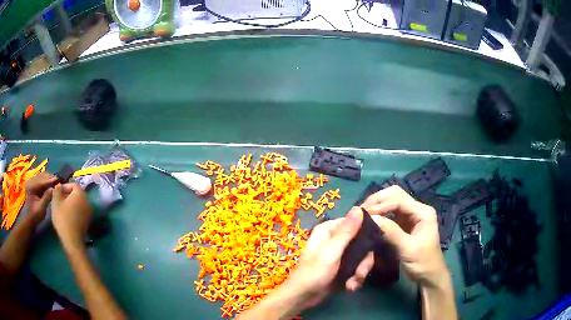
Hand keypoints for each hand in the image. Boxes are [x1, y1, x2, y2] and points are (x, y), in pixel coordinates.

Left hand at [24, 172, 57, 223]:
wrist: (31, 218)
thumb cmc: (36, 215)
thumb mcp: (41, 208)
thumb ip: (47, 197)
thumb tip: (54, 189)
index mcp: (31, 186)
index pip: (41, 181)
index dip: (50, 180)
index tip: (58, 180)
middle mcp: (31, 180)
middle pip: (42, 176)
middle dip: (50, 178)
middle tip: (59, 180)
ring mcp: (32, 181)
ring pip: (42, 176)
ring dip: (49, 178)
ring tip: (57, 181)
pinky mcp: (35, 184)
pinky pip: (42, 179)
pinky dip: (47, 180)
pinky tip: (52, 183)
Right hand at [51, 183, 91, 248]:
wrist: (72, 240)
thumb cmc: (62, 218)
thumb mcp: (56, 202)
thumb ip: (57, 190)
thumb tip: (59, 185)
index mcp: (80, 194)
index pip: (73, 184)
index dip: (65, 186)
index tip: (57, 192)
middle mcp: (87, 201)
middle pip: (77, 193)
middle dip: (68, 194)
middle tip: (59, 200)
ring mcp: (89, 211)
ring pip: (79, 202)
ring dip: (71, 203)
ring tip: (62, 207)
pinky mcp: (88, 221)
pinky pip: (81, 211)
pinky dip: (75, 210)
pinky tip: (68, 215)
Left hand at [285, 208, 374, 306]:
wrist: (303, 297)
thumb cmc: (314, 273)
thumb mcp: (331, 251)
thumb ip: (347, 231)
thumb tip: (359, 207)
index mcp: (329, 230)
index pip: (355, 222)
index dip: (367, 231)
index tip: (376, 242)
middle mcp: (335, 239)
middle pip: (361, 242)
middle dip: (364, 260)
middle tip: (361, 273)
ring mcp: (340, 254)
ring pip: (361, 256)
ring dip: (360, 271)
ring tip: (353, 284)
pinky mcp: (342, 267)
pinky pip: (357, 267)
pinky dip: (355, 278)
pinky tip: (350, 286)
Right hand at [361, 186, 448, 287]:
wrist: (429, 276)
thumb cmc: (422, 262)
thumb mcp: (407, 248)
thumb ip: (391, 232)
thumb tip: (371, 217)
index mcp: (422, 212)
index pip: (399, 200)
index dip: (381, 204)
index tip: (363, 213)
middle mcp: (417, 209)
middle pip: (395, 195)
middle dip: (378, 200)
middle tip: (361, 210)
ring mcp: (411, 216)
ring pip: (392, 202)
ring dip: (378, 206)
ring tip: (362, 213)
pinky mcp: (405, 224)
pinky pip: (391, 214)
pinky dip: (380, 214)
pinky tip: (370, 219)